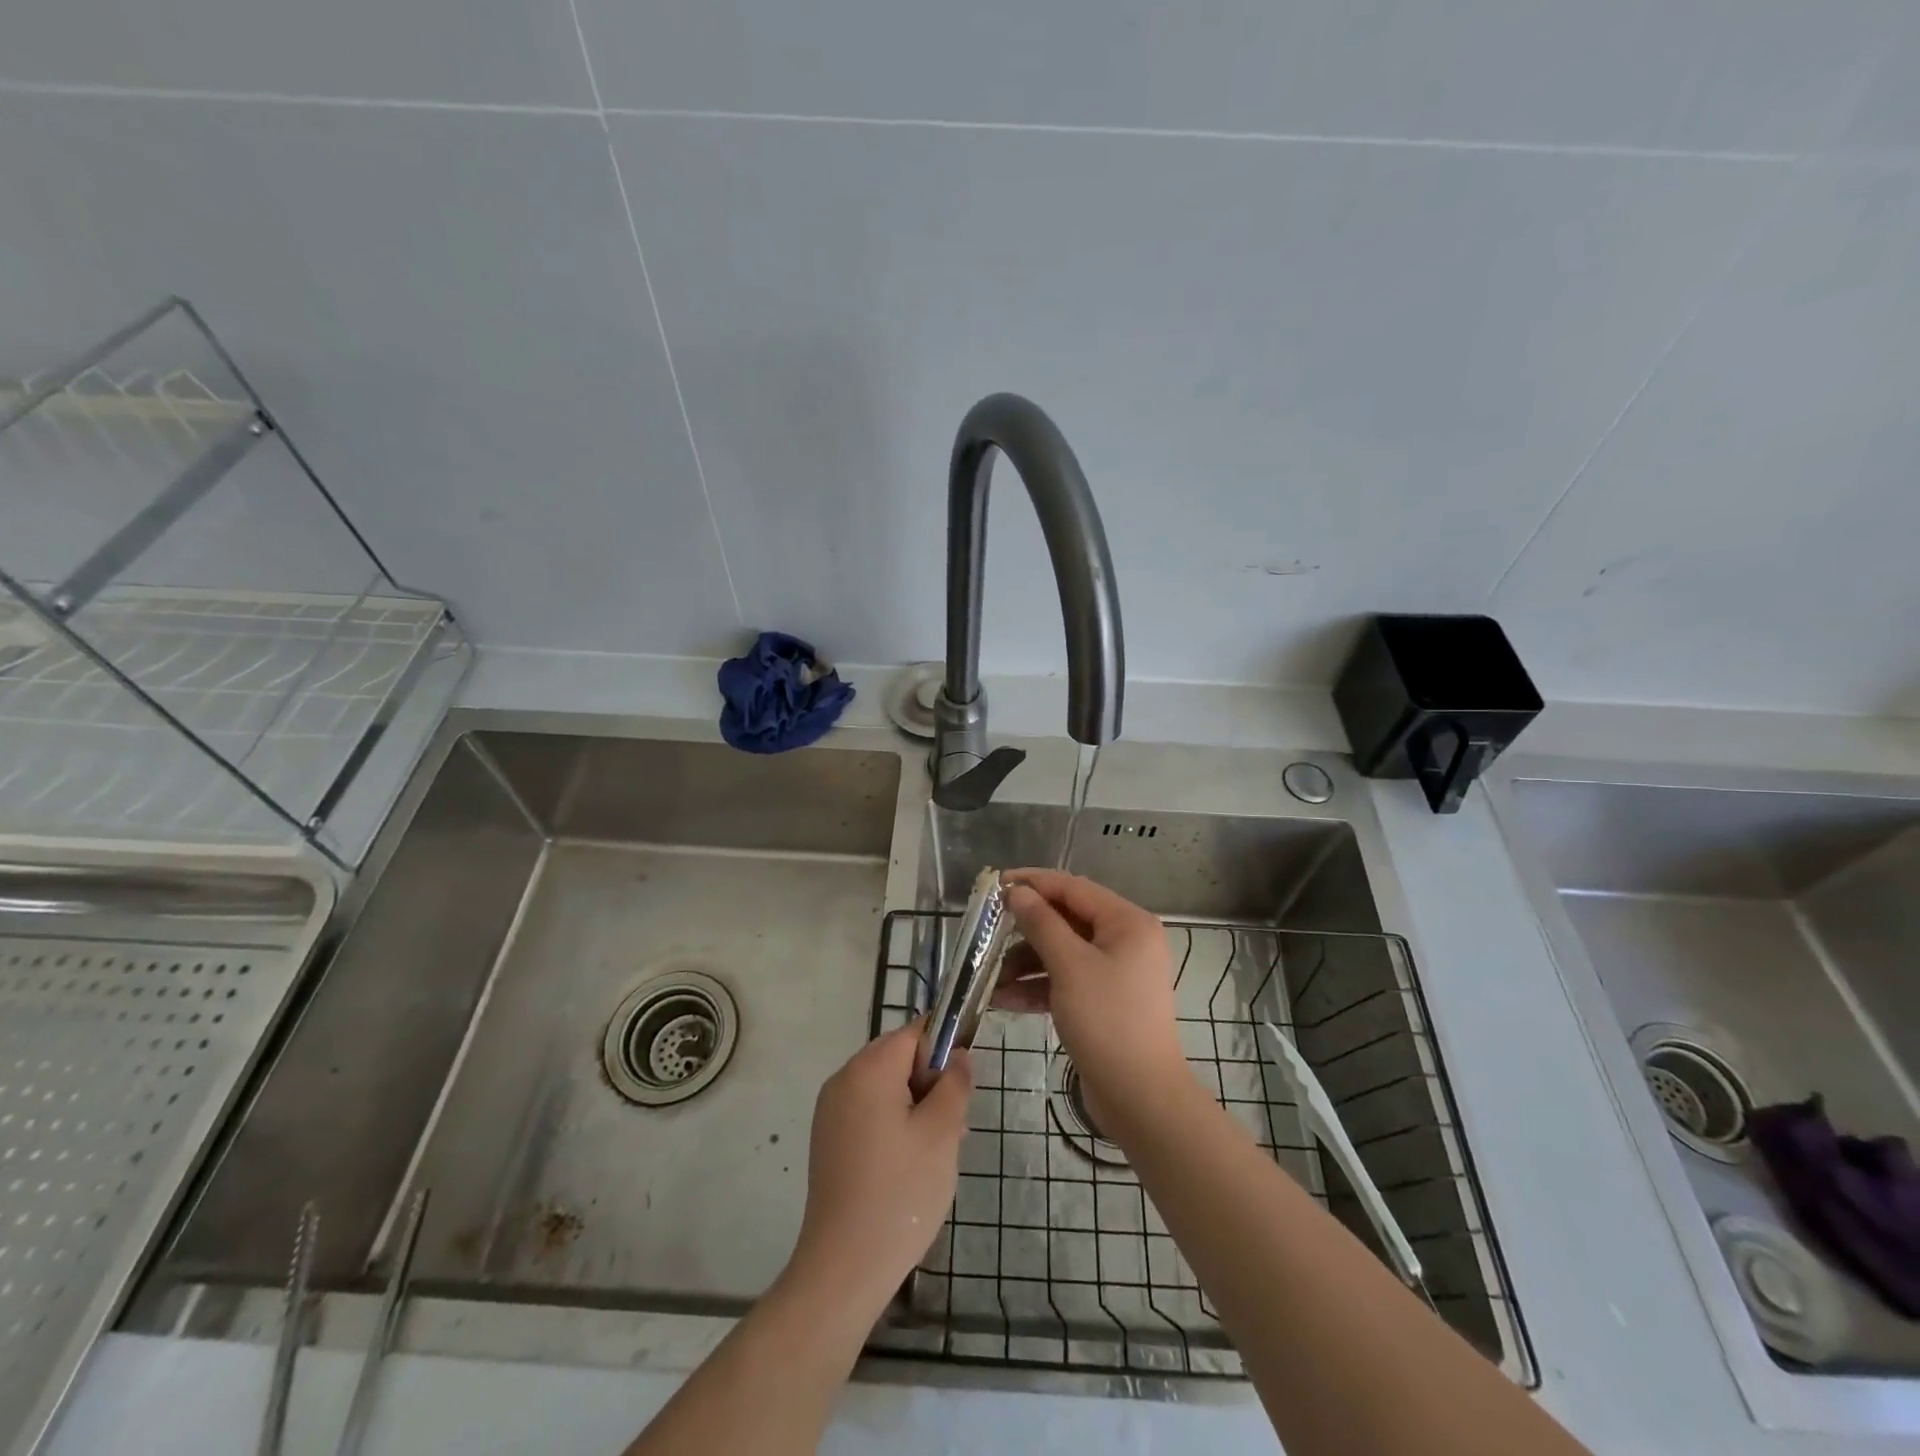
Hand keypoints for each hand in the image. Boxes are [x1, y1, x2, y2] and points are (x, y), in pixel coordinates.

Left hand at [785, 1023, 970, 1317]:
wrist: (844, 1268)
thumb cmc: (900, 1194)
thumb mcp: (942, 1133)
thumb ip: (955, 1083)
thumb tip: (958, 1055)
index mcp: (868, 1069)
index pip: (914, 1032)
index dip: (944, 1048)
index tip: (963, 1083)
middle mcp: (843, 1079)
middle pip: (898, 1057)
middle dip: (930, 1081)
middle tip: (954, 1124)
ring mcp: (831, 1110)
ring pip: (886, 1086)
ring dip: (916, 1104)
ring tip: (937, 1149)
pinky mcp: (829, 1139)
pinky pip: (869, 1110)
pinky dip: (894, 1123)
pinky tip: (910, 1163)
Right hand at [995, 870, 1192, 1125]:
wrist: (1140, 1098)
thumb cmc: (1108, 1020)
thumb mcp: (1069, 966)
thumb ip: (1041, 923)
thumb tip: (1017, 892)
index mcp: (1127, 922)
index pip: (1073, 888)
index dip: (1033, 883)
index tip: (996, 884)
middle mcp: (1126, 940)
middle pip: (1067, 920)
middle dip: (1025, 929)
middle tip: (987, 931)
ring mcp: (1116, 972)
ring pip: (1063, 952)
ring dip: (1026, 962)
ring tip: (989, 976)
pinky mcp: (1104, 1000)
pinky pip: (1067, 980)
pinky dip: (1038, 986)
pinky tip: (1004, 999)